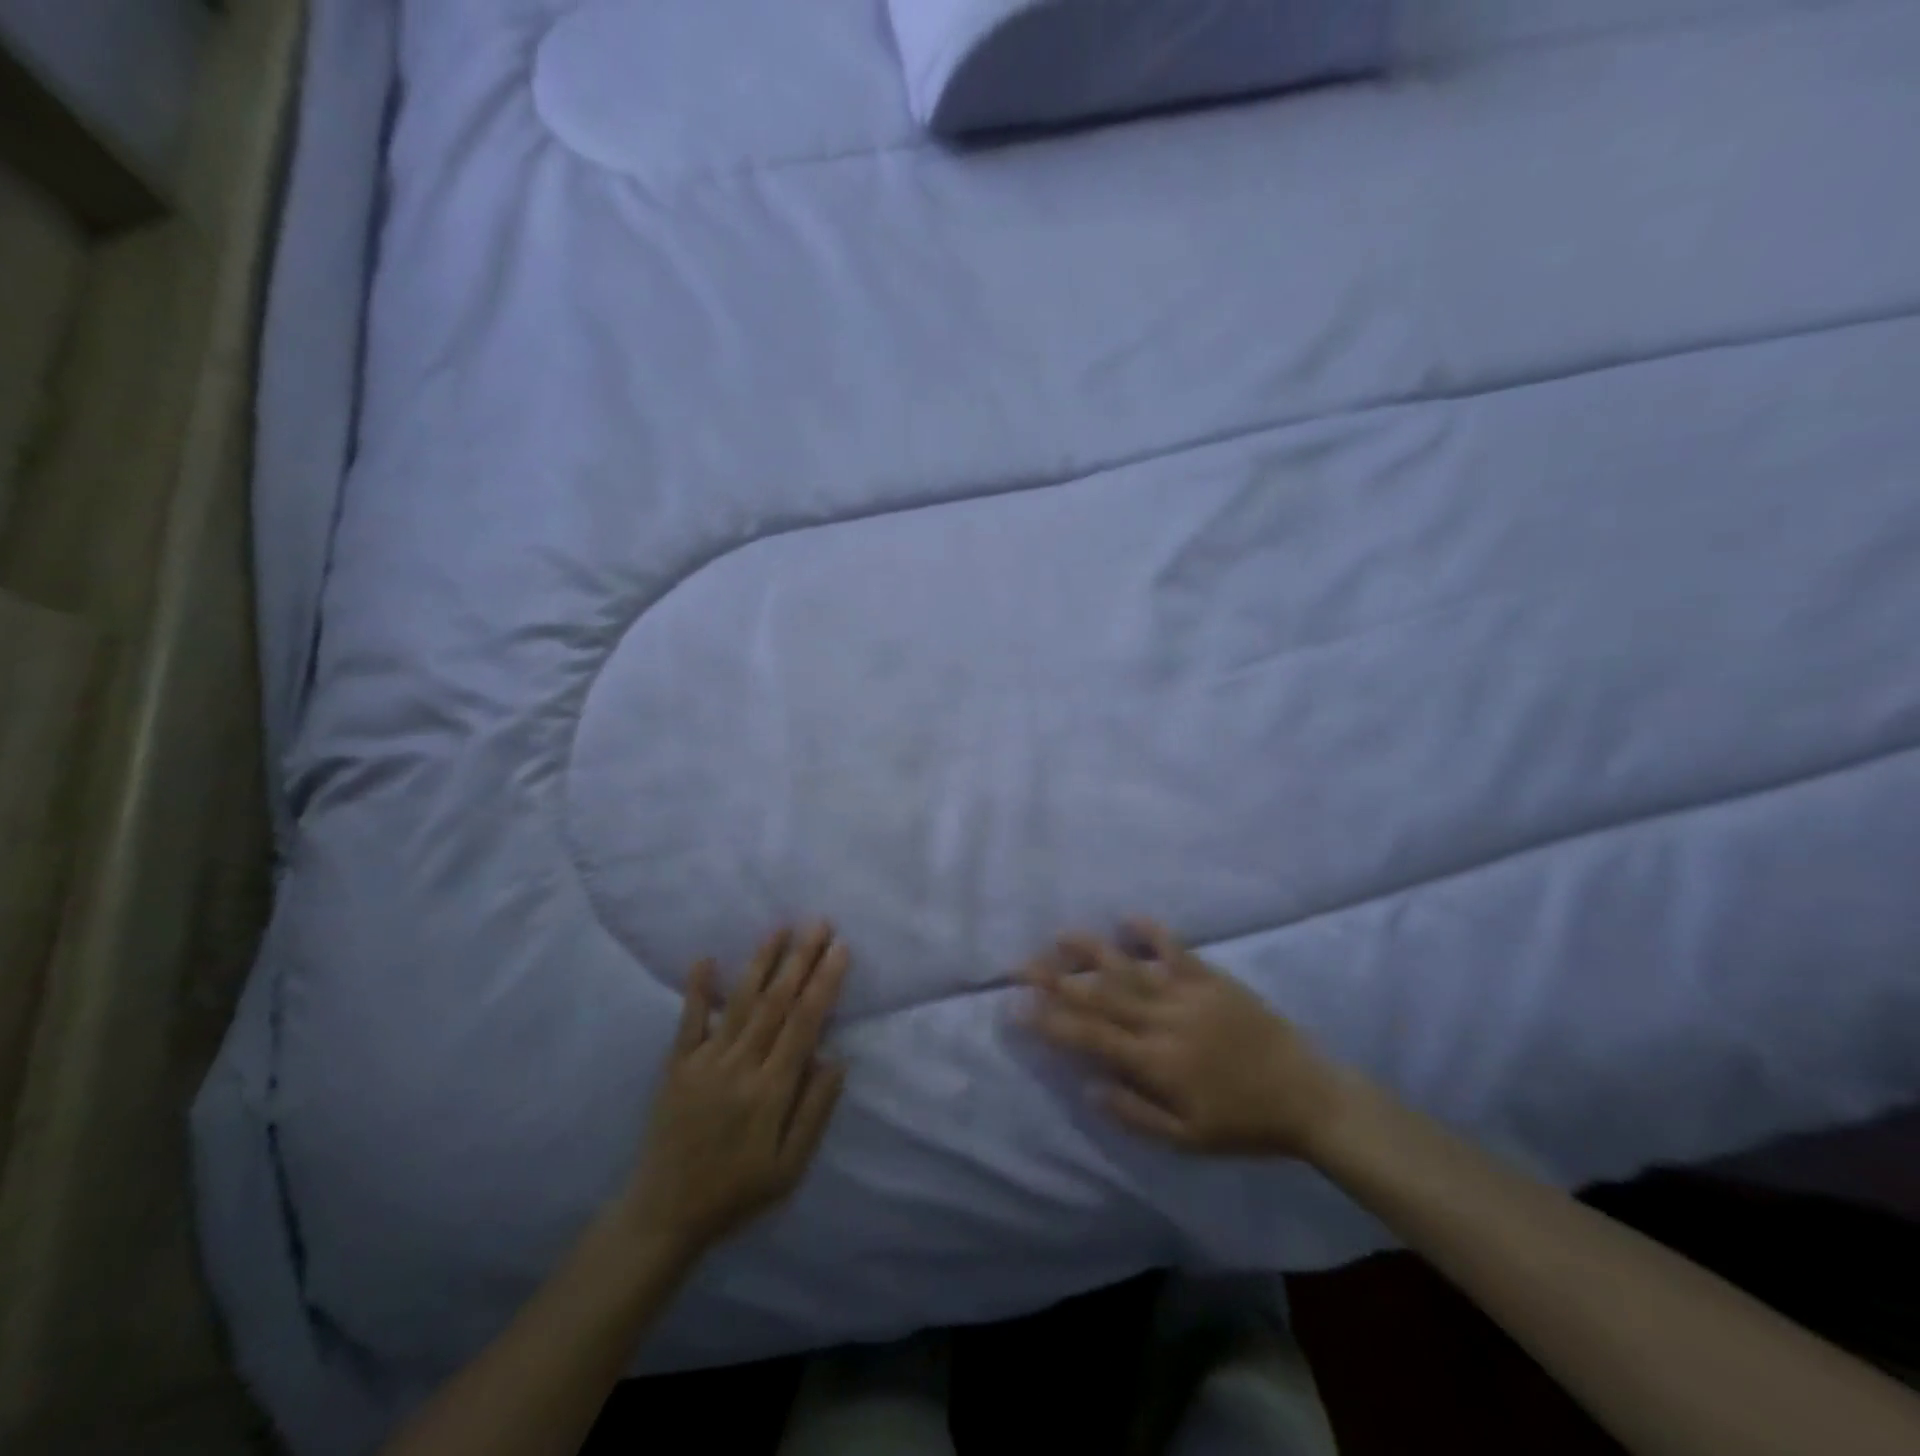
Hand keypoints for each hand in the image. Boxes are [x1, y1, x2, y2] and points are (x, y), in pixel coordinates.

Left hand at [619, 925, 849, 1261]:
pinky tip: (705, 959)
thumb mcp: (789, 1169)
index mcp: (770, 1091)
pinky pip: (689, 1021)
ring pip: (740, 1002)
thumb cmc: (735, 1193)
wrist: (664, 1214)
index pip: (804, 1024)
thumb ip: (814, 1112)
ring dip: (762, 962)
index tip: (840, 949)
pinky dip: (698, 989)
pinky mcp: (676, 1066)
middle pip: (776, 1003)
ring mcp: (704, 1062)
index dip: (823, 983)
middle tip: (819, 923)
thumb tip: (836, 1058)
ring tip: (781, 929)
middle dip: (800, 959)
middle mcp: (739, 1067)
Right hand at [1023, 920, 1353, 1159]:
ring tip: (1060, 936)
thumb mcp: (1188, 1140)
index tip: (1017, 1006)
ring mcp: (1188, 995)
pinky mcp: (1212, 979)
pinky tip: (1128, 918)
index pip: (1090, 1036)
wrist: (1308, 1097)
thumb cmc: (1243, 1124)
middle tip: (1021, 964)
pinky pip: (1176, 950)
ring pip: (1130, 968)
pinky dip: (1152, 933)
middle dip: (1056, 980)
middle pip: (1100, 996)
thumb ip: (1134, 1114)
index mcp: (1155, 1063)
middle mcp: (1164, 1022)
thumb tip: (1088, 1086)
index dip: (1051, 1021)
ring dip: (1092, 951)